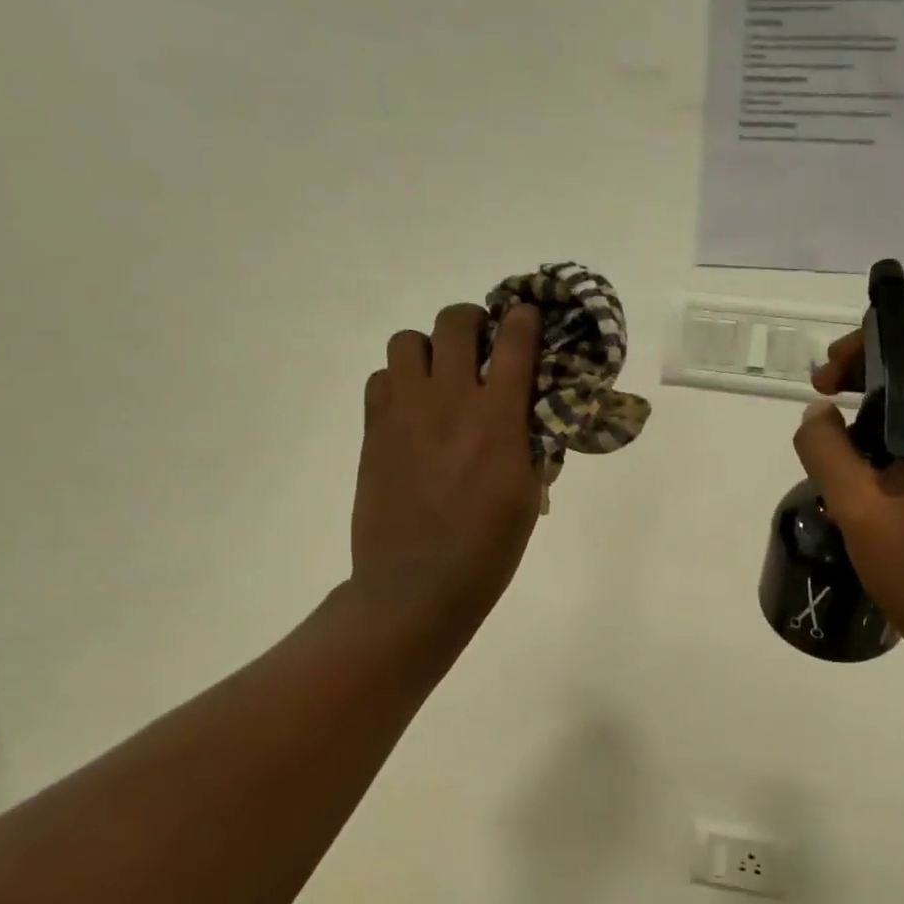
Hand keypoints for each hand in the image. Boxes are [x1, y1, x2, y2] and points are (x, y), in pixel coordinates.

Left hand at [350, 302, 542, 653]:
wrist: (416, 586)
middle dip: (474, 320)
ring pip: (407, 341)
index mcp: (497, 419)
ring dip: (430, 348)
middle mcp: (449, 401)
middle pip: (454, 321)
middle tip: (482, 344)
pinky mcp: (373, 430)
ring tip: (441, 376)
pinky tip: (413, 410)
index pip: (514, 341)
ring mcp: (404, 413)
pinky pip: (382, 378)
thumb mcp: (528, 495)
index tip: (528, 318)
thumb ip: (530, 442)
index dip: (524, 318)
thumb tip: (528, 412)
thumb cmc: (488, 549)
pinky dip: (399, 382)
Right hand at [794, 328, 903, 674]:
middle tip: (823, 414)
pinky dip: (897, 447)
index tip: (828, 382)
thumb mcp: (856, 505)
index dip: (866, 345)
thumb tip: (818, 414)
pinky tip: (870, 489)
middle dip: (865, 382)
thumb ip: (825, 449)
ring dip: (877, 420)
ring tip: (840, 461)